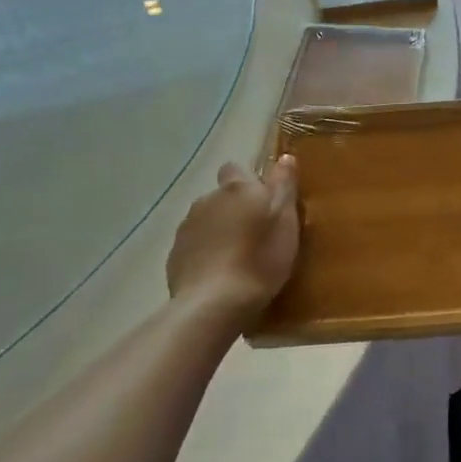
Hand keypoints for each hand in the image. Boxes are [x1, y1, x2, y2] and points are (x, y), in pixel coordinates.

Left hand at [166, 157, 299, 323]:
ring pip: (207, 221)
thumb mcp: (286, 220)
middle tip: (257, 233)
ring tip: (238, 257)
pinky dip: (206, 254)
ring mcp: (186, 229)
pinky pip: (195, 246)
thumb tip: (284, 157)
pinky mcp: (175, 256)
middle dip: (235, 208)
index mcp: (236, 189)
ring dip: (220, 231)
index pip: (236, 169)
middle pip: (221, 196)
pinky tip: (220, 273)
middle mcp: (207, 200)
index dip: (249, 182)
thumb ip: (284, 186)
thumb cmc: (260, 258)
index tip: (264, 201)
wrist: (214, 304)